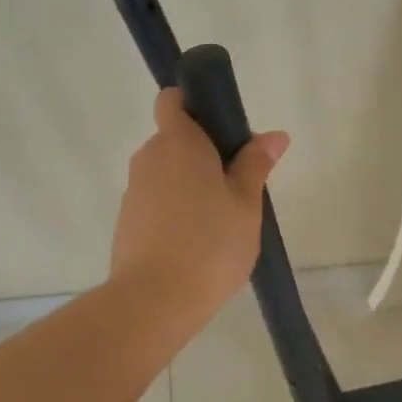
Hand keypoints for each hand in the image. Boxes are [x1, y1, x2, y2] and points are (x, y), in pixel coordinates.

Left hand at [109, 88, 289, 313]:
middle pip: (174, 139)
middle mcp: (149, 158)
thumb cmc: (210, 244)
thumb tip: (274, 135)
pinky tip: (195, 242)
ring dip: (188, 184)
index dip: (194, 105)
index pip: (172, 100)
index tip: (222, 131)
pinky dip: (173, 210)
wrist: (154, 301)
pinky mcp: (127, 221)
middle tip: (236, 185)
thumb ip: (256, 164)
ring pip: (165, 173)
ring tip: (219, 220)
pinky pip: (155, 201)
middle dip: (202, 153)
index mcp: (178, 143)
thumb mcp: (245, 204)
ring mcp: (134, 190)